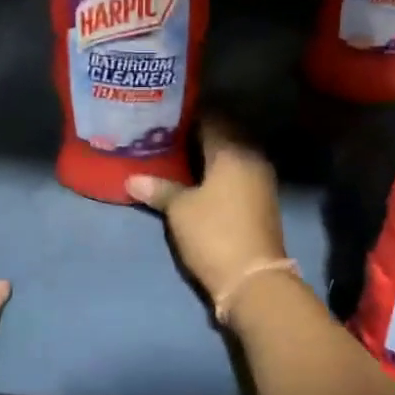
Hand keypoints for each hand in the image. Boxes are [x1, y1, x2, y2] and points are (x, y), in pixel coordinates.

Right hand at [126, 121, 288, 303]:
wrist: (254, 279)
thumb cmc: (214, 234)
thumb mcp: (180, 210)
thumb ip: (159, 189)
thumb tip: (132, 179)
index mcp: (233, 150)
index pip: (211, 118)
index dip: (188, 115)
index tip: (165, 115)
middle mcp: (251, 157)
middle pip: (224, 134)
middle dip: (198, 133)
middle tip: (167, 134)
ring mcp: (261, 179)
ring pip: (232, 154)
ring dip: (210, 153)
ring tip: (178, 155)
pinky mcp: (262, 199)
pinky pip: (238, 172)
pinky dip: (220, 171)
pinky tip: (199, 179)